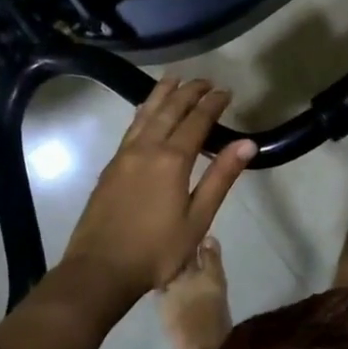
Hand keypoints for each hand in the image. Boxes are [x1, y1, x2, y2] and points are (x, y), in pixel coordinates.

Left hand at [62, 77, 255, 299]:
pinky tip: (146, 111)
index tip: (226, 91)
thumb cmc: (156, 250)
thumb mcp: (198, 219)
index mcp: (171, 160)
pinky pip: (131, 127)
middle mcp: (146, 148)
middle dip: (189, 92)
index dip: (213, 104)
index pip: (196, 121)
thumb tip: (247, 144)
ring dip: (162, 94)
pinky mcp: (111, 166)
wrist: (100, 269)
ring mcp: (124, 155)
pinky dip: (144, 111)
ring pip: (145, 114)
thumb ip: (220, 178)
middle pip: (170, 110)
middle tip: (205, 80)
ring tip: (174, 79)